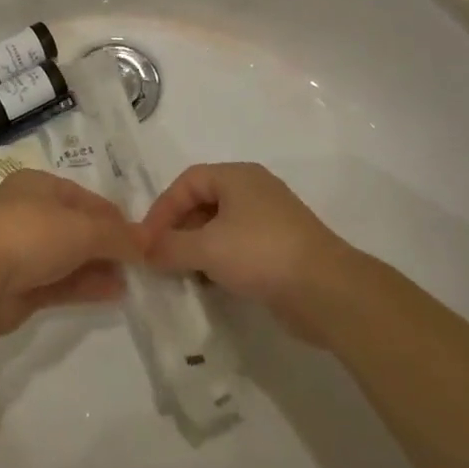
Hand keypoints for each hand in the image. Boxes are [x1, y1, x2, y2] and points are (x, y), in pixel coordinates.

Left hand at [0, 169, 145, 335]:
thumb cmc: (31, 234)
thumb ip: (117, 236)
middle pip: (76, 227)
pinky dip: (85, 286)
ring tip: (132, 281)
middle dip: (107, 244)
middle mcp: (28, 213)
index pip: (84, 198)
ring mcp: (21, 251)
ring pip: (68, 257)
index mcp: (38, 186)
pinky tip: (114, 294)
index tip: (141, 236)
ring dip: (99, 267)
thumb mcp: (83, 228)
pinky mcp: (19, 286)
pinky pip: (59, 282)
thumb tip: (146, 242)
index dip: (113, 216)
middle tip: (139, 262)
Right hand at [142, 163, 357, 341]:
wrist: (327, 290)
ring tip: (181, 273)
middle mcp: (254, 191)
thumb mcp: (206, 248)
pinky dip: (219, 261)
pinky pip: (238, 248)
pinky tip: (210, 284)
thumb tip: (141, 250)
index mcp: (237, 177)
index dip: (163, 208)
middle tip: (161, 257)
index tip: (146, 239)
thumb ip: (168, 247)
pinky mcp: (280, 249)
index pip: (188, 181)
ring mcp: (270, 221)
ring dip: (197, 248)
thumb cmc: (261, 253)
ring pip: (220, 227)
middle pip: (203, 202)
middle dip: (178, 229)